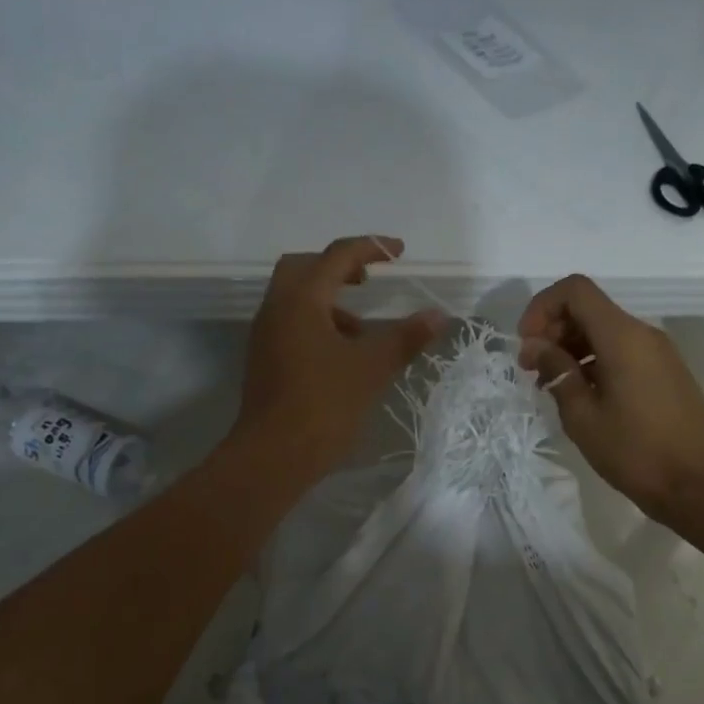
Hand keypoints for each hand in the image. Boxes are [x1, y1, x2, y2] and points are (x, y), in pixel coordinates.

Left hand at [235, 235, 444, 485]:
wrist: (274, 455)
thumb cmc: (324, 404)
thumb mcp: (372, 367)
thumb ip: (406, 337)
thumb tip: (438, 315)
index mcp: (301, 300)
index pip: (337, 256)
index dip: (371, 247)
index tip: (400, 252)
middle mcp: (277, 308)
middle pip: (304, 267)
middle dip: (340, 267)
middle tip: (370, 279)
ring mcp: (266, 334)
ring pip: (296, 297)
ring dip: (330, 299)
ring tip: (363, 329)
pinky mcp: (265, 359)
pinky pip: (292, 322)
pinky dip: (319, 322)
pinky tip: (342, 354)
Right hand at [518, 274, 703, 525]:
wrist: (699, 486)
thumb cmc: (636, 452)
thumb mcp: (583, 416)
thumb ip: (557, 372)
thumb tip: (536, 345)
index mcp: (622, 337)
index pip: (575, 290)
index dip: (542, 307)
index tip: (527, 344)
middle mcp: (644, 334)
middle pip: (589, 308)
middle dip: (553, 329)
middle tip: (532, 369)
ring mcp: (659, 353)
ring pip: (605, 330)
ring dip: (572, 347)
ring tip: (552, 385)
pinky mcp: (666, 372)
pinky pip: (623, 350)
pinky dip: (595, 360)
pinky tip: (582, 394)